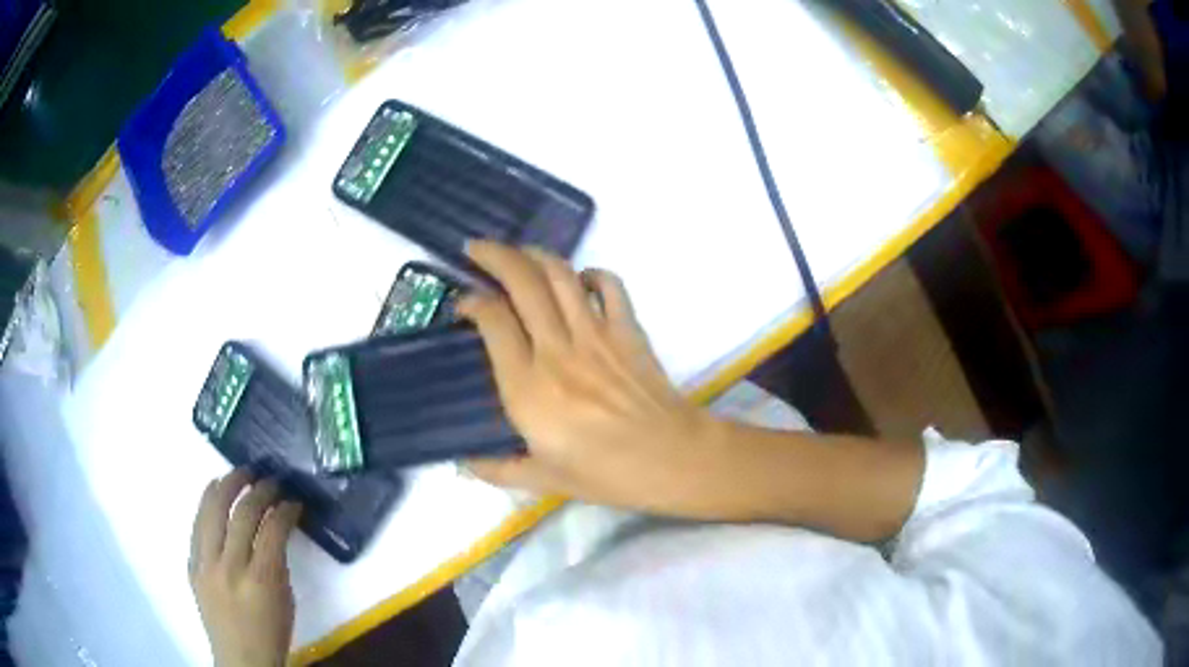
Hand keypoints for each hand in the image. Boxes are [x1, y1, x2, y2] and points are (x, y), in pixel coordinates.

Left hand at [190, 470, 301, 666]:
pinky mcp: (192, 565)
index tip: (293, 501)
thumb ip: (278, 560)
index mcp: (261, 580)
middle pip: (240, 513)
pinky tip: (214, 492)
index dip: (284, 509)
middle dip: (257, 490)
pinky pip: (198, 525)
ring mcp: (206, 564)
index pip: (272, 529)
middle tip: (267, 479)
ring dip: (226, 486)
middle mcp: (229, 566)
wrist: (241, 658)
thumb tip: (276, 527)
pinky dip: (207, 504)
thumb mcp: (285, 599)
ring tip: (239, 474)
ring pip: (211, 510)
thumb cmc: (271, 634)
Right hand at [458, 241, 721, 515]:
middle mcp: (556, 350)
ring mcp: (595, 334)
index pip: (492, 320)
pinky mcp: (627, 329)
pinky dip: (591, 274)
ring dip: (534, 255)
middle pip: (522, 282)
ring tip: (518, 254)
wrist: (671, 459)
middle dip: (494, 255)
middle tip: (477, 249)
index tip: (463, 303)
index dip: (472, 301)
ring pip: (560, 275)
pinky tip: (580, 280)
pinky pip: (610, 285)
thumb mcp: (544, 480)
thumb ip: (497, 471)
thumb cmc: (605, 474)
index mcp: (527, 387)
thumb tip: (462, 466)